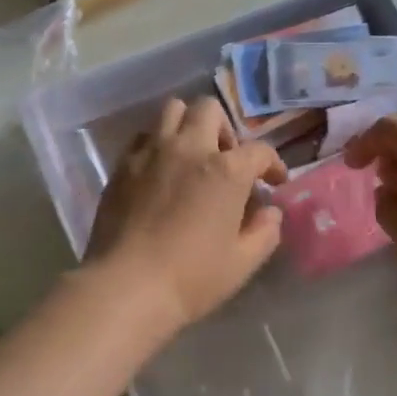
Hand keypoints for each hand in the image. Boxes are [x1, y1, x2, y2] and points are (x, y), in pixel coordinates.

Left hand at [86, 97, 287, 333]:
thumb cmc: (192, 277)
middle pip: (209, 110)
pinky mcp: (123, 164)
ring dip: (188, 125)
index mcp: (226, 170)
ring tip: (191, 156)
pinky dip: (157, 143)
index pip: (259, 151)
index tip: (274, 181)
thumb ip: (264, 231)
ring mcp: (151, 152)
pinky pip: (144, 136)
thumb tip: (269, 212)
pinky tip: (159, 171)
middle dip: (224, 130)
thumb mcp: (243, 262)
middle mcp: (189, 148)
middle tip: (225, 161)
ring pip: (172, 110)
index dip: (272, 164)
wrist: (126, 285)